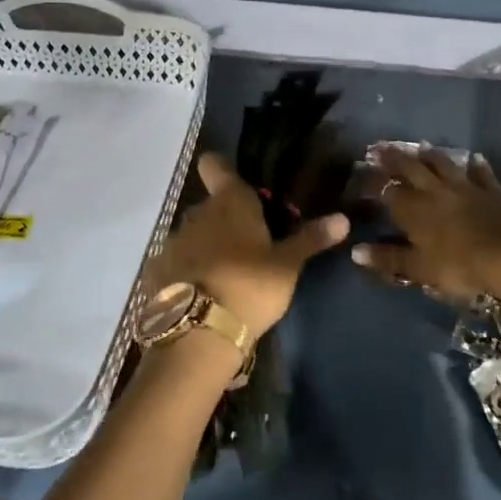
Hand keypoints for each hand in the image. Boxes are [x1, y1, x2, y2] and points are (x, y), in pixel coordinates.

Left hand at [148, 152, 349, 339]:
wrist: (198, 333)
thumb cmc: (250, 287)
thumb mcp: (287, 266)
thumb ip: (310, 239)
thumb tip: (343, 218)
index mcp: (229, 202)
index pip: (215, 165)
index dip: (222, 169)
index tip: (237, 184)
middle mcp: (196, 213)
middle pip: (210, 205)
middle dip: (226, 219)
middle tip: (250, 245)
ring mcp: (173, 242)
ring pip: (193, 234)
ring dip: (207, 246)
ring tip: (228, 275)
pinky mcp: (157, 271)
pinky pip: (177, 262)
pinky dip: (189, 271)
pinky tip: (203, 294)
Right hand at [352, 147, 500, 301]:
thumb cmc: (460, 265)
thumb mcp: (419, 268)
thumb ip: (389, 259)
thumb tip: (355, 251)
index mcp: (414, 209)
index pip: (389, 191)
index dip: (374, 183)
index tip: (363, 174)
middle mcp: (436, 191)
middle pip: (412, 169)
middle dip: (395, 159)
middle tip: (382, 147)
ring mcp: (466, 187)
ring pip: (444, 165)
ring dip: (431, 155)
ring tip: (422, 146)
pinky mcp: (492, 190)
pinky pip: (481, 173)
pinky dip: (476, 165)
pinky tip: (475, 158)